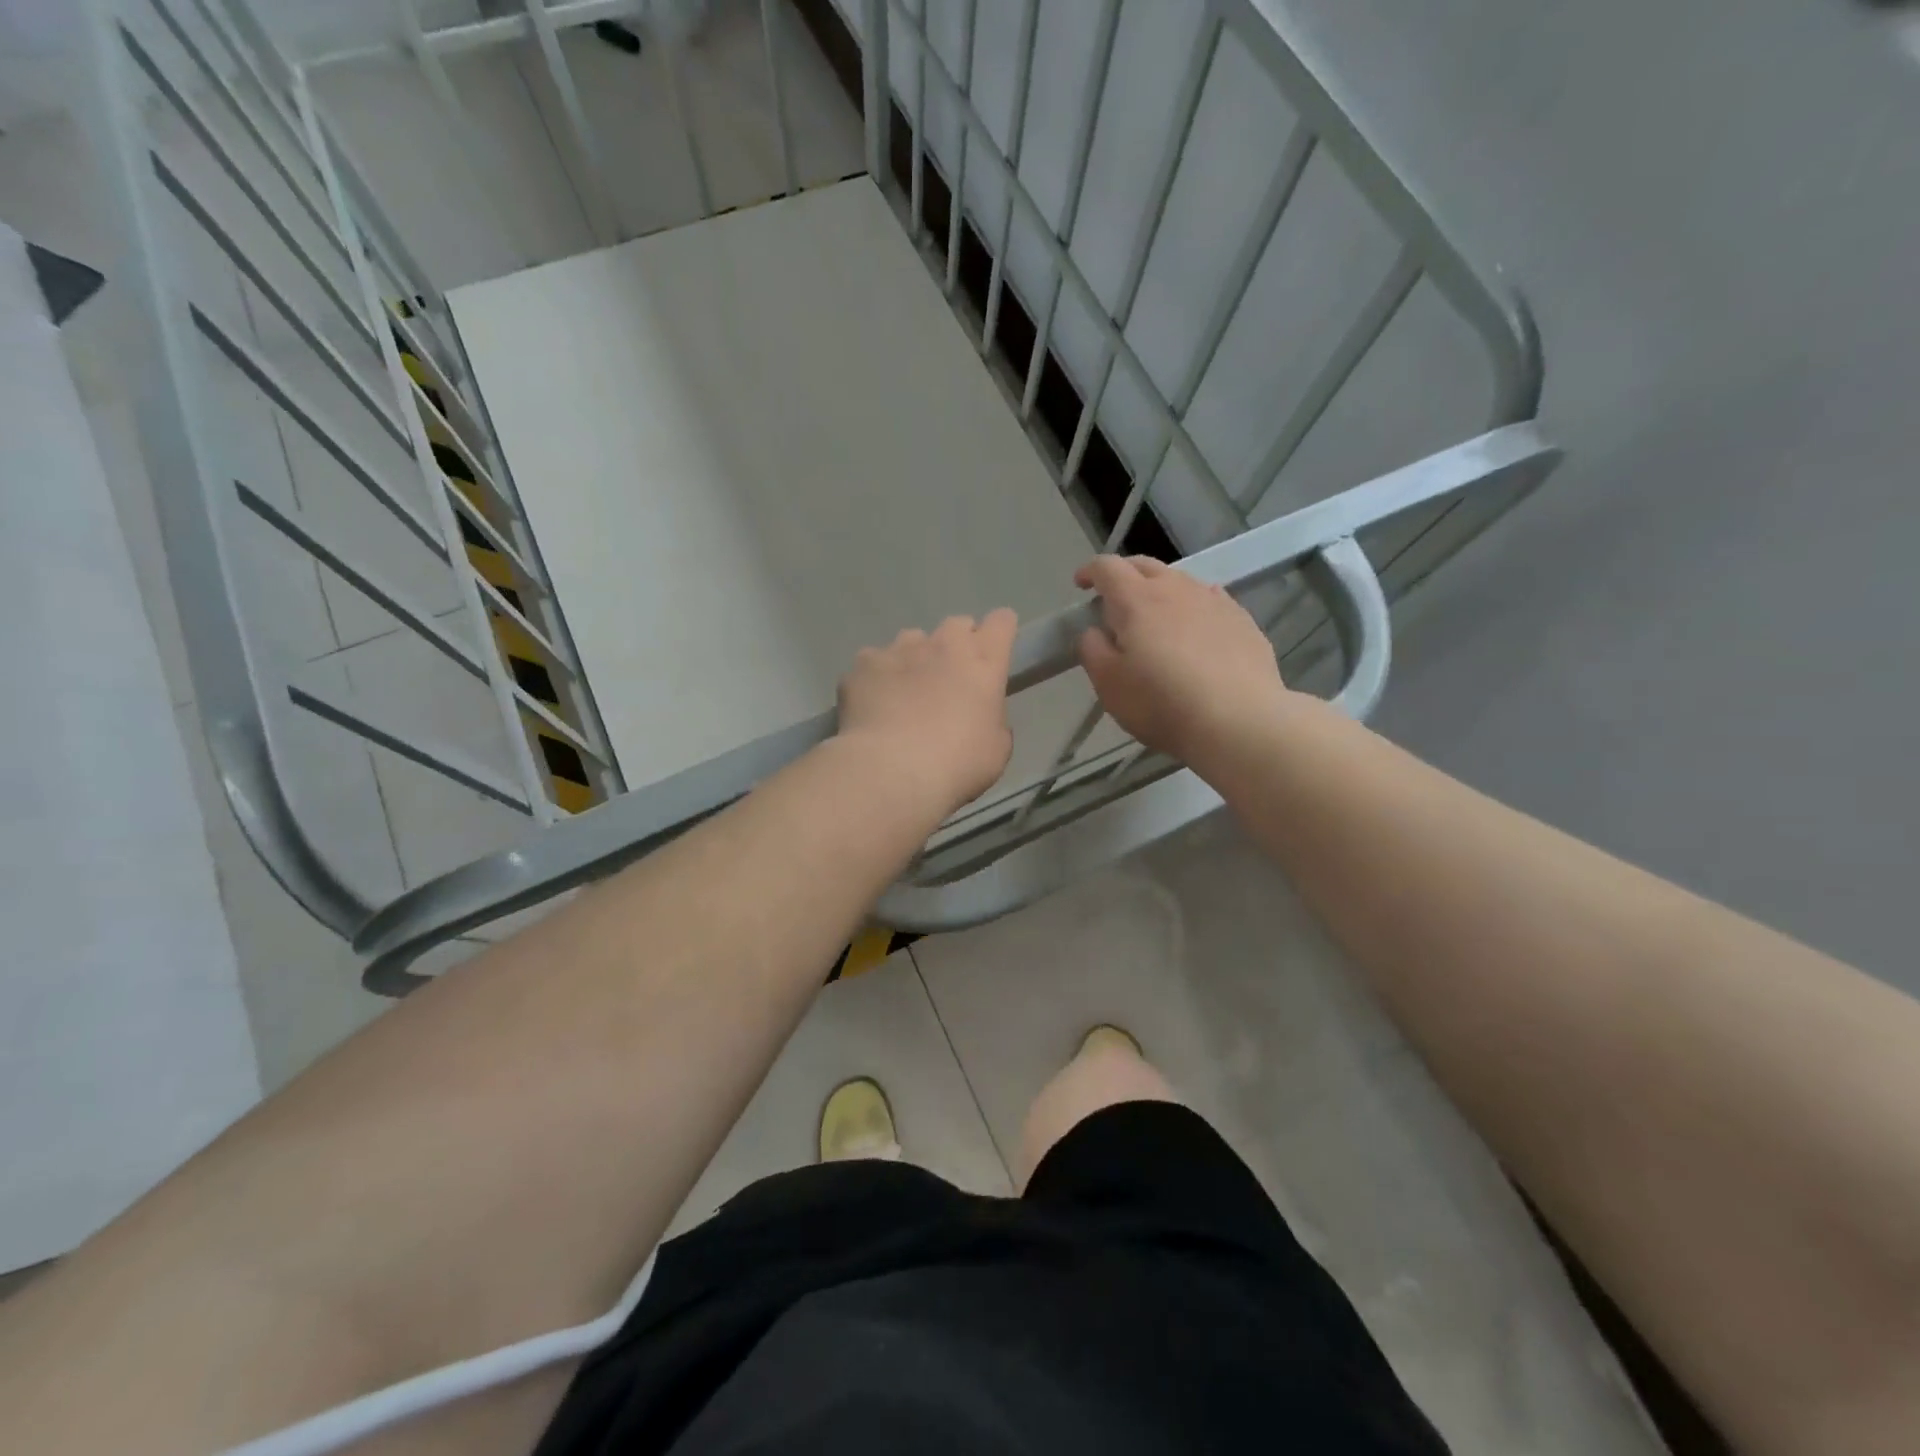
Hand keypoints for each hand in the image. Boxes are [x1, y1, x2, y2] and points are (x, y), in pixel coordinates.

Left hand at [837, 610, 1018, 817]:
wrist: (893, 770)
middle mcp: (944, 644)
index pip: (1002, 622)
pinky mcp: (864, 663)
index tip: (994, 653)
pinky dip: (877, 677)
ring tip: (907, 692)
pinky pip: (874, 661)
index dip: (1000, 633)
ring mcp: (901, 649)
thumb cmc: (957, 763)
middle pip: (957, 624)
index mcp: (984, 662)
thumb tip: (979, 714)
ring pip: (913, 639)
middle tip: (951, 679)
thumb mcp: (996, 749)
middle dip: (957, 645)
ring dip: (916, 658)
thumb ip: (992, 719)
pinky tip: (874, 703)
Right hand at [1075, 556, 1293, 764]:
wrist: (1239, 721)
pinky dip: (1192, 606)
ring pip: (1180, 580)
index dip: (1090, 571)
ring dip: (1160, 590)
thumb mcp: (1109, 685)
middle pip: (1145, 565)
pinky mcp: (1242, 619)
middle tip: (1113, 598)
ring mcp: (1213, 601)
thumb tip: (1095, 631)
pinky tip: (1195, 629)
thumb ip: (1093, 650)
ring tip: (1155, 616)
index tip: (1081, 585)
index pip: (1107, 567)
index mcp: (1136, 600)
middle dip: (1124, 574)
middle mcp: (1175, 589)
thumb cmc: (1162, 704)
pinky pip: (1209, 600)